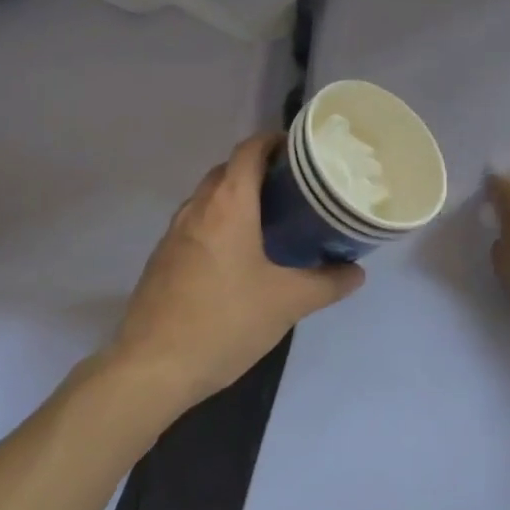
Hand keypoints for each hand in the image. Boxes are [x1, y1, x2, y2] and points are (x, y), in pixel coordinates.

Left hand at [110, 133, 363, 411]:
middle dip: (260, 171)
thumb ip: (327, 283)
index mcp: (228, 204)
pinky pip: (196, 224)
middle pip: (229, 170)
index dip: (275, 142)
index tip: (302, 153)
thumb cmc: (225, 321)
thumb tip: (357, 272)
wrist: (152, 367)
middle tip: (295, 189)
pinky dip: (219, 223)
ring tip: (272, 220)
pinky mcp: (163, 258)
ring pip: (209, 197)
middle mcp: (197, 207)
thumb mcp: (287, 303)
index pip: (249, 149)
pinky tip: (238, 256)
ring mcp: (174, 232)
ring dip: (237, 198)